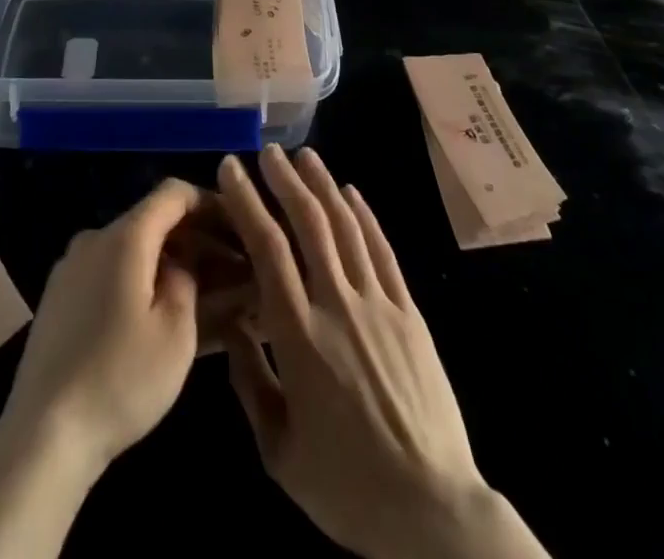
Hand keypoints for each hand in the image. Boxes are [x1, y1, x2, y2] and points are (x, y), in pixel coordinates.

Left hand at [0, 178, 209, 476]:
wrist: (42, 434)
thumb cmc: (120, 379)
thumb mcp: (176, 333)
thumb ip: (188, 280)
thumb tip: (184, 262)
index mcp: (124, 237)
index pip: (173, 193)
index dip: (210, 203)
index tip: (239, 227)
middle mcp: (94, 238)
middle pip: (153, 221)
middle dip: (195, 240)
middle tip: (231, 271)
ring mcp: (72, 268)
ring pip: (132, 250)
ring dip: (169, 264)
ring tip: (203, 298)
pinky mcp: (60, 298)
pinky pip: (110, 273)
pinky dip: (141, 282)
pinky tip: (159, 316)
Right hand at [218, 146, 547, 558]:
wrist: (434, 513)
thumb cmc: (348, 488)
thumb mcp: (280, 452)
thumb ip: (250, 383)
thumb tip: (230, 326)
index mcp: (299, 336)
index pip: (267, 248)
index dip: (247, 201)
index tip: (231, 168)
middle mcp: (338, 305)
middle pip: (309, 224)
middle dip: (285, 180)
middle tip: (268, 150)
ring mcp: (379, 305)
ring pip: (347, 227)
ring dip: (324, 185)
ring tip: (305, 155)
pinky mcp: (410, 313)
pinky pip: (383, 252)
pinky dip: (365, 216)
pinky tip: (352, 192)